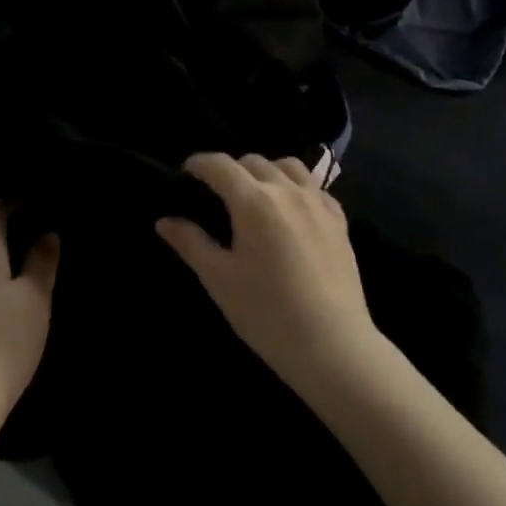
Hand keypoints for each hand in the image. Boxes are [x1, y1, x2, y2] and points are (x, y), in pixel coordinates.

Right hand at [157, 154, 378, 392]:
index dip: (199, 163)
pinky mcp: (340, 221)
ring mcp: (318, 203)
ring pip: (289, 166)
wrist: (332, 344)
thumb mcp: (219, 279)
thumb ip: (191, 243)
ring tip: (256, 193)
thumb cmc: (266, 312)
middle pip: (254, 161)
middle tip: (217, 192)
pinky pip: (315, 187)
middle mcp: (287, 191)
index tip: (186, 172)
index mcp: (254, 201)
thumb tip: (165, 221)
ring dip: (266, 170)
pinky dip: (297, 187)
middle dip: (230, 168)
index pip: (220, 165)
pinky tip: (291, 209)